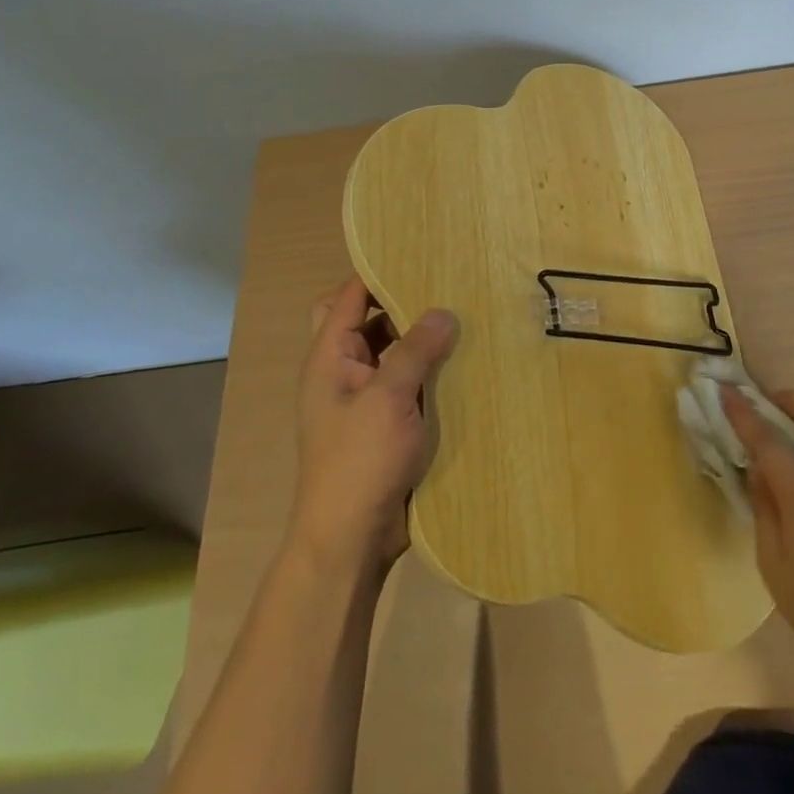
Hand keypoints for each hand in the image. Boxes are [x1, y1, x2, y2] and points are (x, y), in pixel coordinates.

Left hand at [287, 277, 457, 574]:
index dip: (378, 272)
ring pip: (392, 351)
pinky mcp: (386, 422)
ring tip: (464, 317)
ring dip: (420, 338)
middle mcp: (343, 371)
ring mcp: (364, 399)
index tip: (419, 253)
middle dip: (403, 303)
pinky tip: (464, 362)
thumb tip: (443, 310)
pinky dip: (429, 369)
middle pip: (368, 321)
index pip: (348, 296)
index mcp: (329, 358)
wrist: (350, 541)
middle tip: (447, 285)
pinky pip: (407, 381)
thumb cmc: (359, 462)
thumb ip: (414, 349)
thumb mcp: (388, 398)